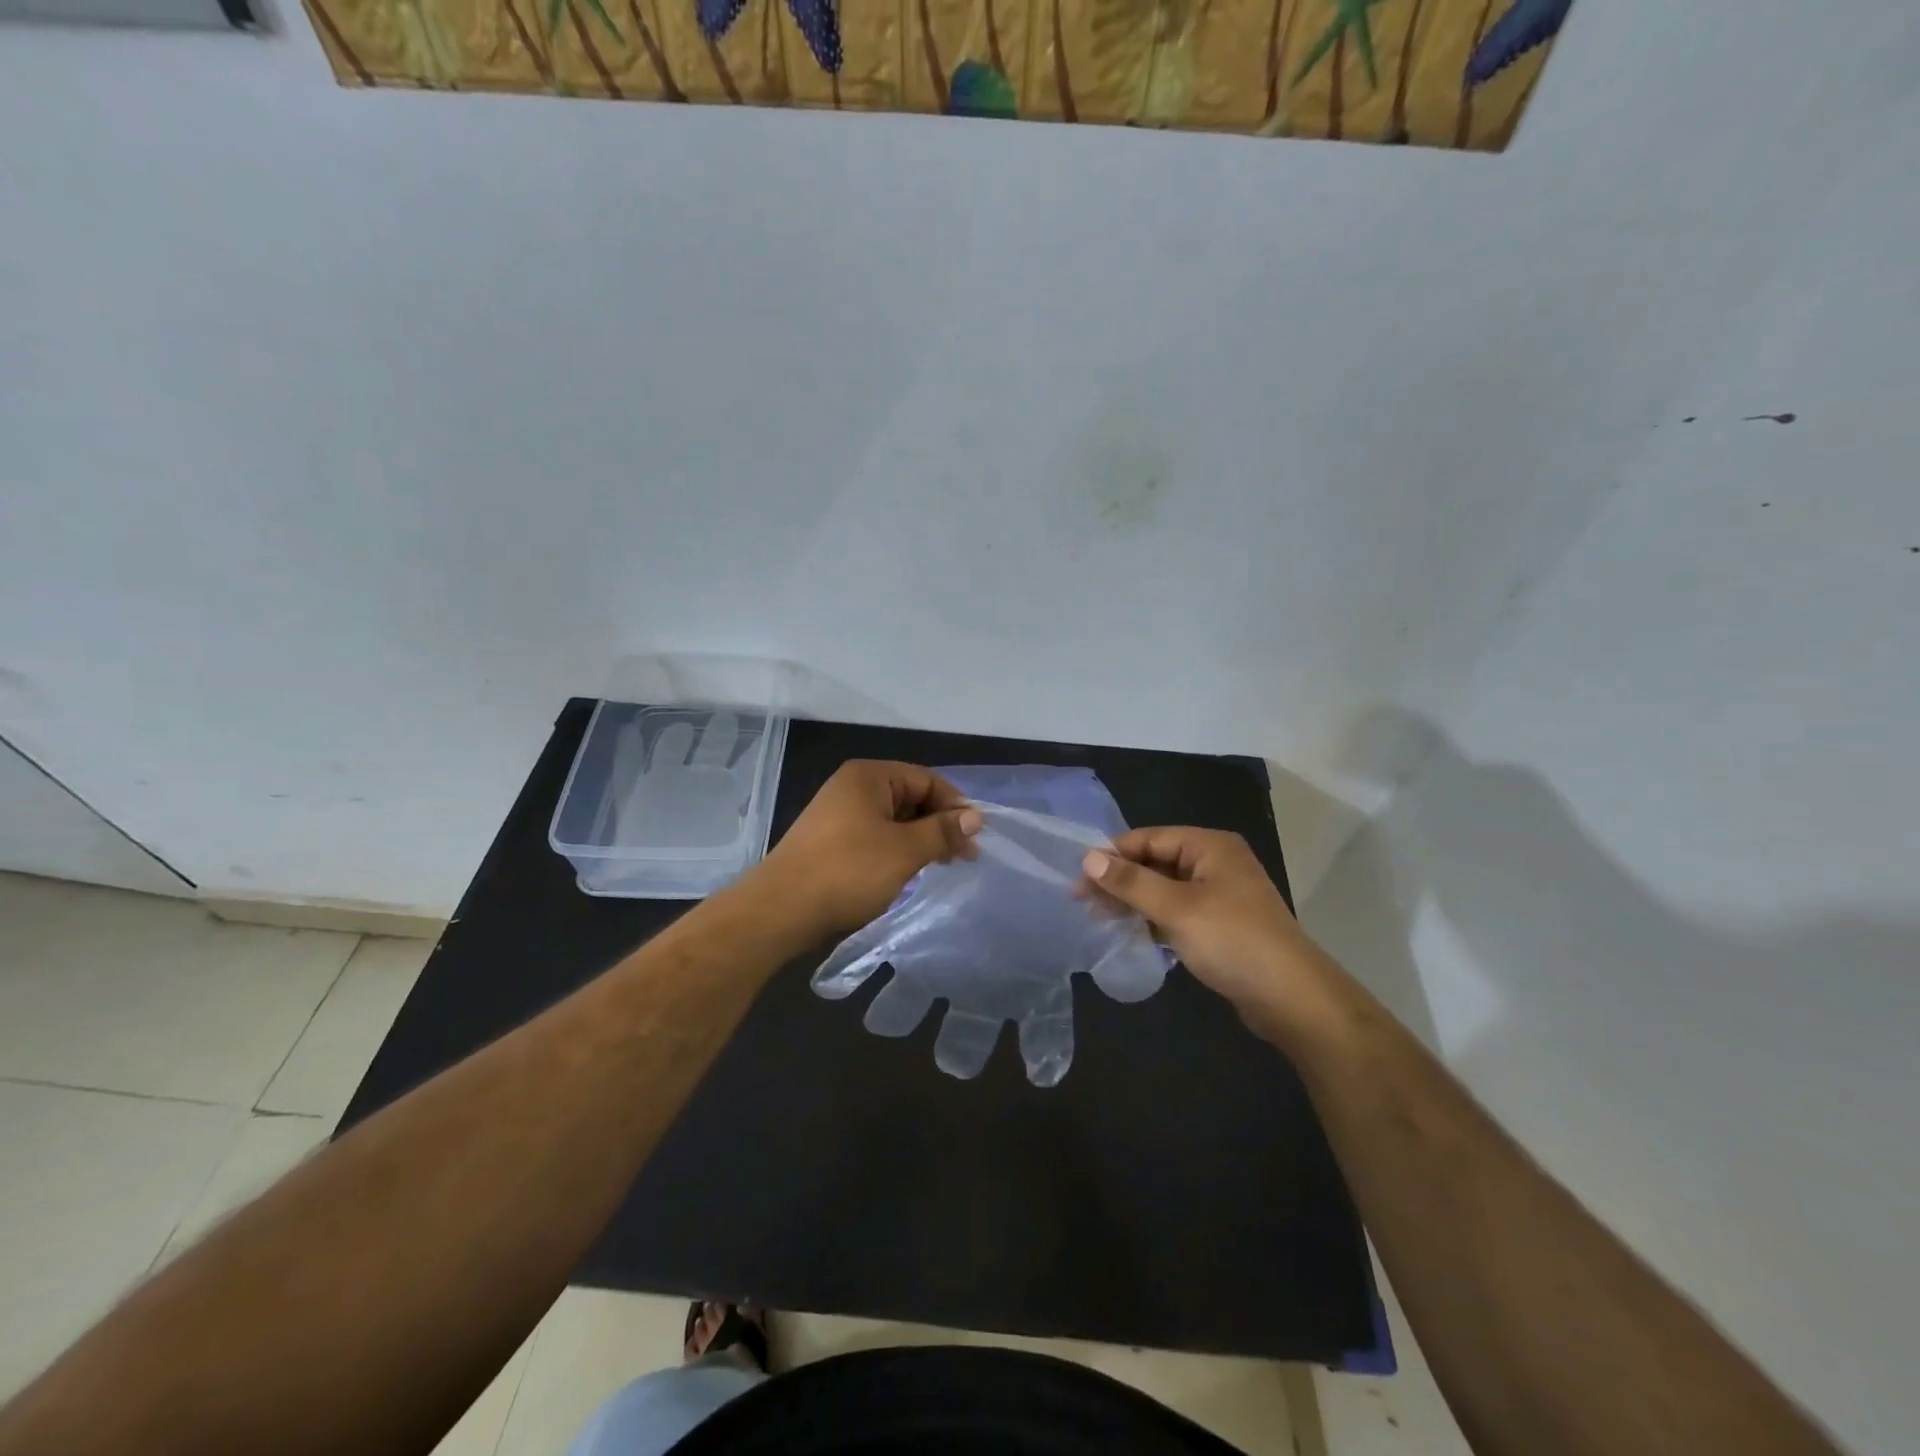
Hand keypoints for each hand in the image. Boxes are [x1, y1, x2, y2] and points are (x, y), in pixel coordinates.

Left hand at [756, 761, 981, 937]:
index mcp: (869, 776)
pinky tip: (908, 872)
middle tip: (963, 856)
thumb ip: (942, 831)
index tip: (975, 838)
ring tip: (941, 865)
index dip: (955, 805)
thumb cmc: (848, 871)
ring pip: (894, 819)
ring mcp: (839, 814)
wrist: (780, 910)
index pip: (926, 779)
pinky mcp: (831, 841)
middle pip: (910, 797)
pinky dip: (897, 850)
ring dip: (920, 840)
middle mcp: (853, 787)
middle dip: (939, 824)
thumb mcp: (904, 850)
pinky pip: (875, 836)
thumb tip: (974, 817)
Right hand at [1082, 827, 1343, 1043]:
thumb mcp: (1176, 908)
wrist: (1293, 999)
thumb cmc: (1233, 942)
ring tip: (1099, 918)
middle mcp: (1215, 863)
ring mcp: (1220, 895)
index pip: (1148, 838)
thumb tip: (1088, 857)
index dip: (1112, 855)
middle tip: (1083, 902)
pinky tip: (1129, 932)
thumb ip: (1131, 882)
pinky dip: (1152, 918)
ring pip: (1164, 888)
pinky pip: (1177, 911)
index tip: (1078, 877)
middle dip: (1120, 880)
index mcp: (1209, 846)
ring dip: (1133, 901)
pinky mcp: (1220, 924)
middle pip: (1155, 861)